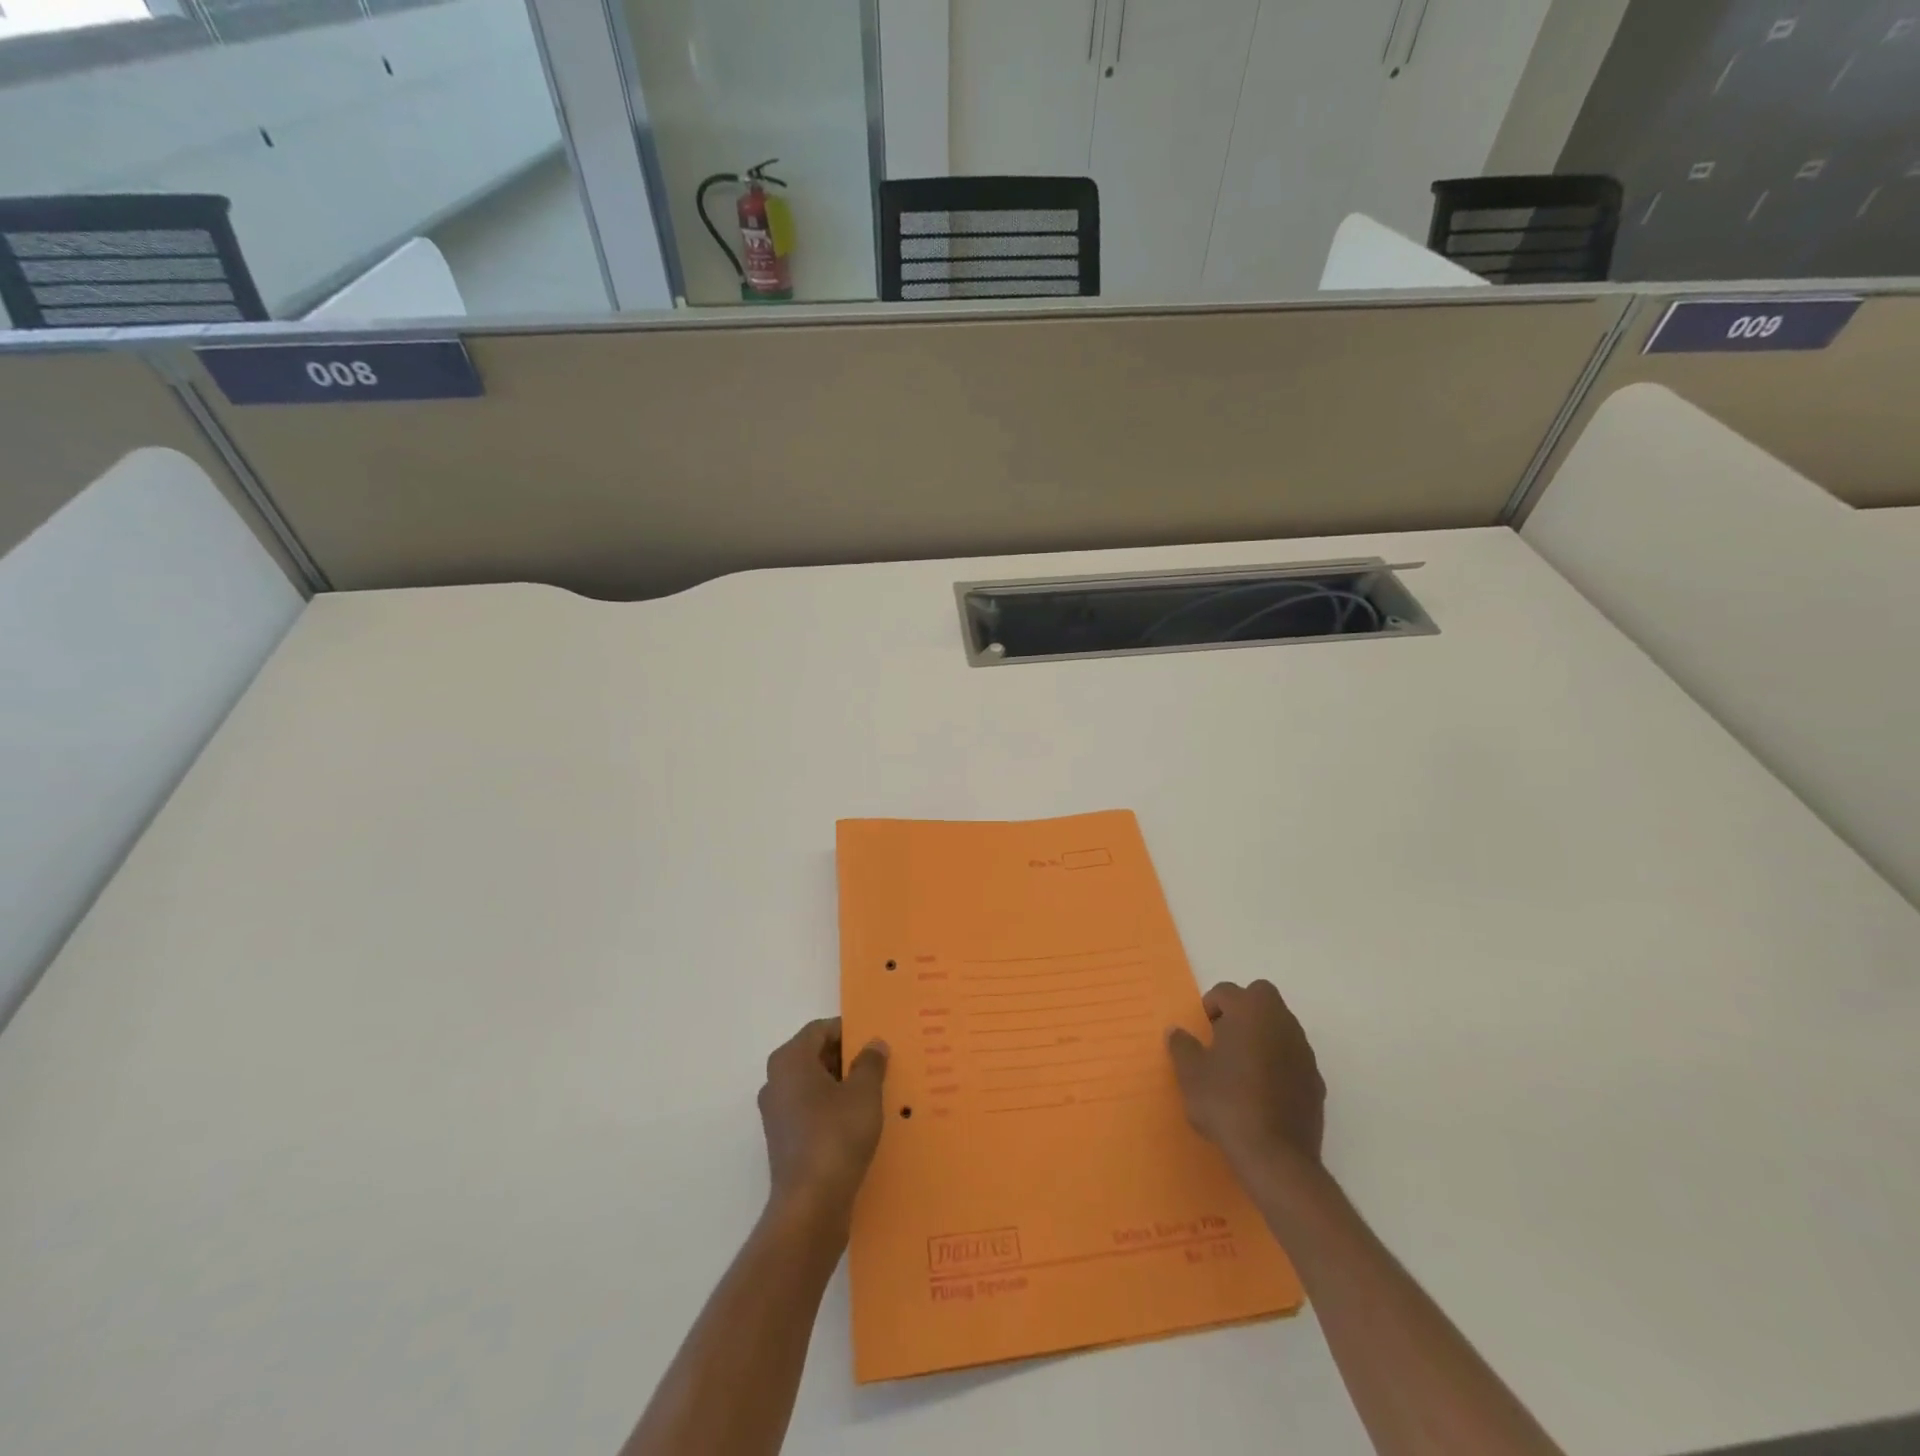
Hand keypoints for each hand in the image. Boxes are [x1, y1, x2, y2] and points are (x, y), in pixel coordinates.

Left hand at [757, 1018, 888, 1223]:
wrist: (811, 1205)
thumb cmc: (836, 1135)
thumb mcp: (864, 1092)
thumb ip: (870, 1062)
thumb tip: (874, 1044)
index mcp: (789, 1060)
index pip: (820, 1030)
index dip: (849, 1031)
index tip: (875, 1040)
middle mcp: (776, 1081)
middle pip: (815, 1055)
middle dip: (847, 1058)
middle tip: (880, 1064)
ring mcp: (777, 1113)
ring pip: (814, 1084)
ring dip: (842, 1084)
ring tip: (875, 1092)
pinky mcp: (784, 1140)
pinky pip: (811, 1110)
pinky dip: (833, 1109)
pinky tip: (859, 1121)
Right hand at [1167, 980, 1324, 1174]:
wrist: (1276, 1156)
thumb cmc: (1226, 1102)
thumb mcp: (1190, 1073)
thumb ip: (1182, 1046)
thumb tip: (1178, 1032)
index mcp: (1249, 1011)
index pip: (1227, 991)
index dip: (1211, 1006)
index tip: (1202, 1032)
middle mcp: (1281, 1022)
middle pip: (1262, 997)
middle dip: (1243, 1010)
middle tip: (1224, 1039)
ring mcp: (1303, 1051)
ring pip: (1281, 1026)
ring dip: (1262, 1036)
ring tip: (1242, 1068)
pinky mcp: (1316, 1081)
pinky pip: (1293, 1058)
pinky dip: (1279, 1063)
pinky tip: (1263, 1093)